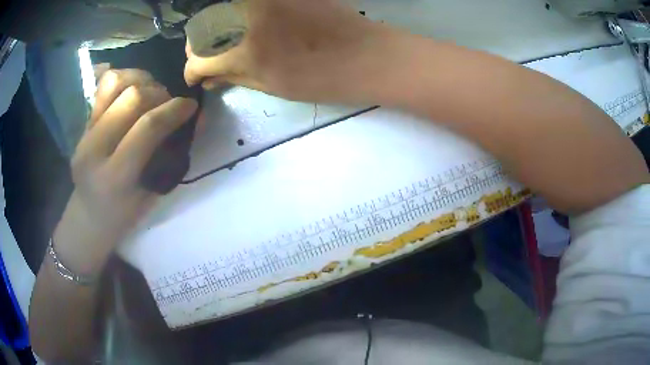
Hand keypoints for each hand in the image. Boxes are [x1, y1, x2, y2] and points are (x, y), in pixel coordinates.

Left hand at [54, 69, 197, 273]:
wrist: (90, 216)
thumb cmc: (125, 215)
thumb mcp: (152, 193)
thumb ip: (172, 156)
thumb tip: (198, 119)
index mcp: (114, 178)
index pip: (147, 128)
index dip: (174, 110)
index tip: (191, 106)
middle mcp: (94, 150)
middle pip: (132, 98)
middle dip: (160, 94)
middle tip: (169, 103)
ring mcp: (85, 133)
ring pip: (116, 84)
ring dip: (142, 81)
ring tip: (152, 93)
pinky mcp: (83, 123)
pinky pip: (104, 85)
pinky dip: (125, 79)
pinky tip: (135, 89)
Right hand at [184, 0, 398, 103]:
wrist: (365, 53)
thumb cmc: (322, 79)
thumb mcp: (272, 86)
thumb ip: (234, 77)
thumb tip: (208, 77)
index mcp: (244, 50)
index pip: (197, 60)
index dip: (192, 72)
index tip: (195, 77)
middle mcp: (246, 17)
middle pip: (200, 31)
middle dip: (197, 49)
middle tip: (207, 61)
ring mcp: (262, 0)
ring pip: (216, 12)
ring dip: (211, 29)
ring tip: (222, 44)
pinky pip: (241, 3)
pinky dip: (232, 14)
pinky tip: (239, 25)